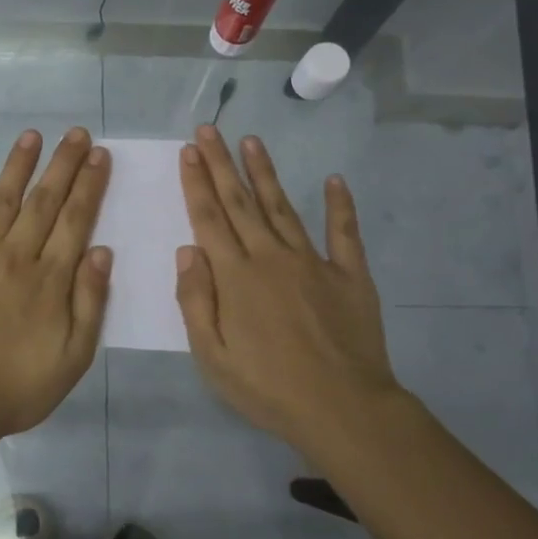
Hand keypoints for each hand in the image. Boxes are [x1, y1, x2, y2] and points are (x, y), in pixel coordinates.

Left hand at [0, 127, 112, 442]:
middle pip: (42, 203)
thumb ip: (89, 301)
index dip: (88, 185)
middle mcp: (14, 258)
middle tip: (76, 133)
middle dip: (62, 165)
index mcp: (49, 279)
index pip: (74, 220)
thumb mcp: (74, 356)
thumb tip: (102, 250)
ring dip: (15, 168)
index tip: (98, 155)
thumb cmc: (18, 388)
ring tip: (30, 137)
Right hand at [174, 125, 407, 455]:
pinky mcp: (350, 275)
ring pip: (283, 208)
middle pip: (241, 203)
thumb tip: (187, 250)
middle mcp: (271, 257)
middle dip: (222, 165)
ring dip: (265, 173)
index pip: (209, 219)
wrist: (342, 409)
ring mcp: (314, 262)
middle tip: (210, 129)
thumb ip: (195, 300)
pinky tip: (334, 180)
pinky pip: (344, 233)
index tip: (189, 150)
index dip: (196, 183)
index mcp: (235, 277)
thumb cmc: (266, 388)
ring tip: (252, 141)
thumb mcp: (211, 355)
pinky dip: (339, 205)